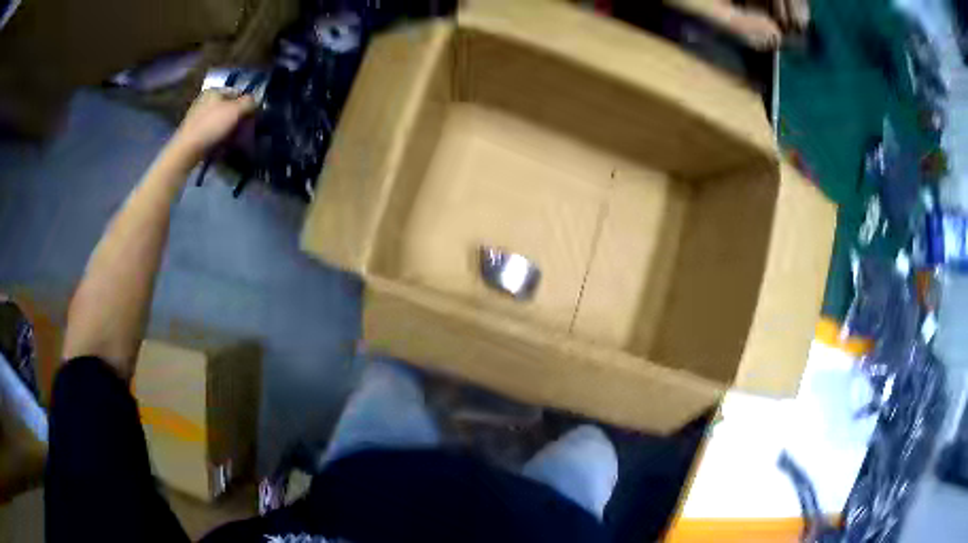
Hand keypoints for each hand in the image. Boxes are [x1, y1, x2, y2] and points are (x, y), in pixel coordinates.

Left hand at [168, 90, 256, 164]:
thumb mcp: (236, 110)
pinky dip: (218, 136)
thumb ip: (249, 102)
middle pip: (228, 107)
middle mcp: (205, 100)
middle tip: (243, 131)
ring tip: (233, 140)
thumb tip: (255, 102)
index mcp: (214, 91)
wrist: (187, 150)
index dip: (247, 104)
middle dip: (237, 118)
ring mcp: (197, 116)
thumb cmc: (212, 126)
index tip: (251, 118)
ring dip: (229, 129)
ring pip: (220, 120)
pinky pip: (211, 131)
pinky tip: (221, 145)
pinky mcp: (194, 131)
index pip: (238, 93)